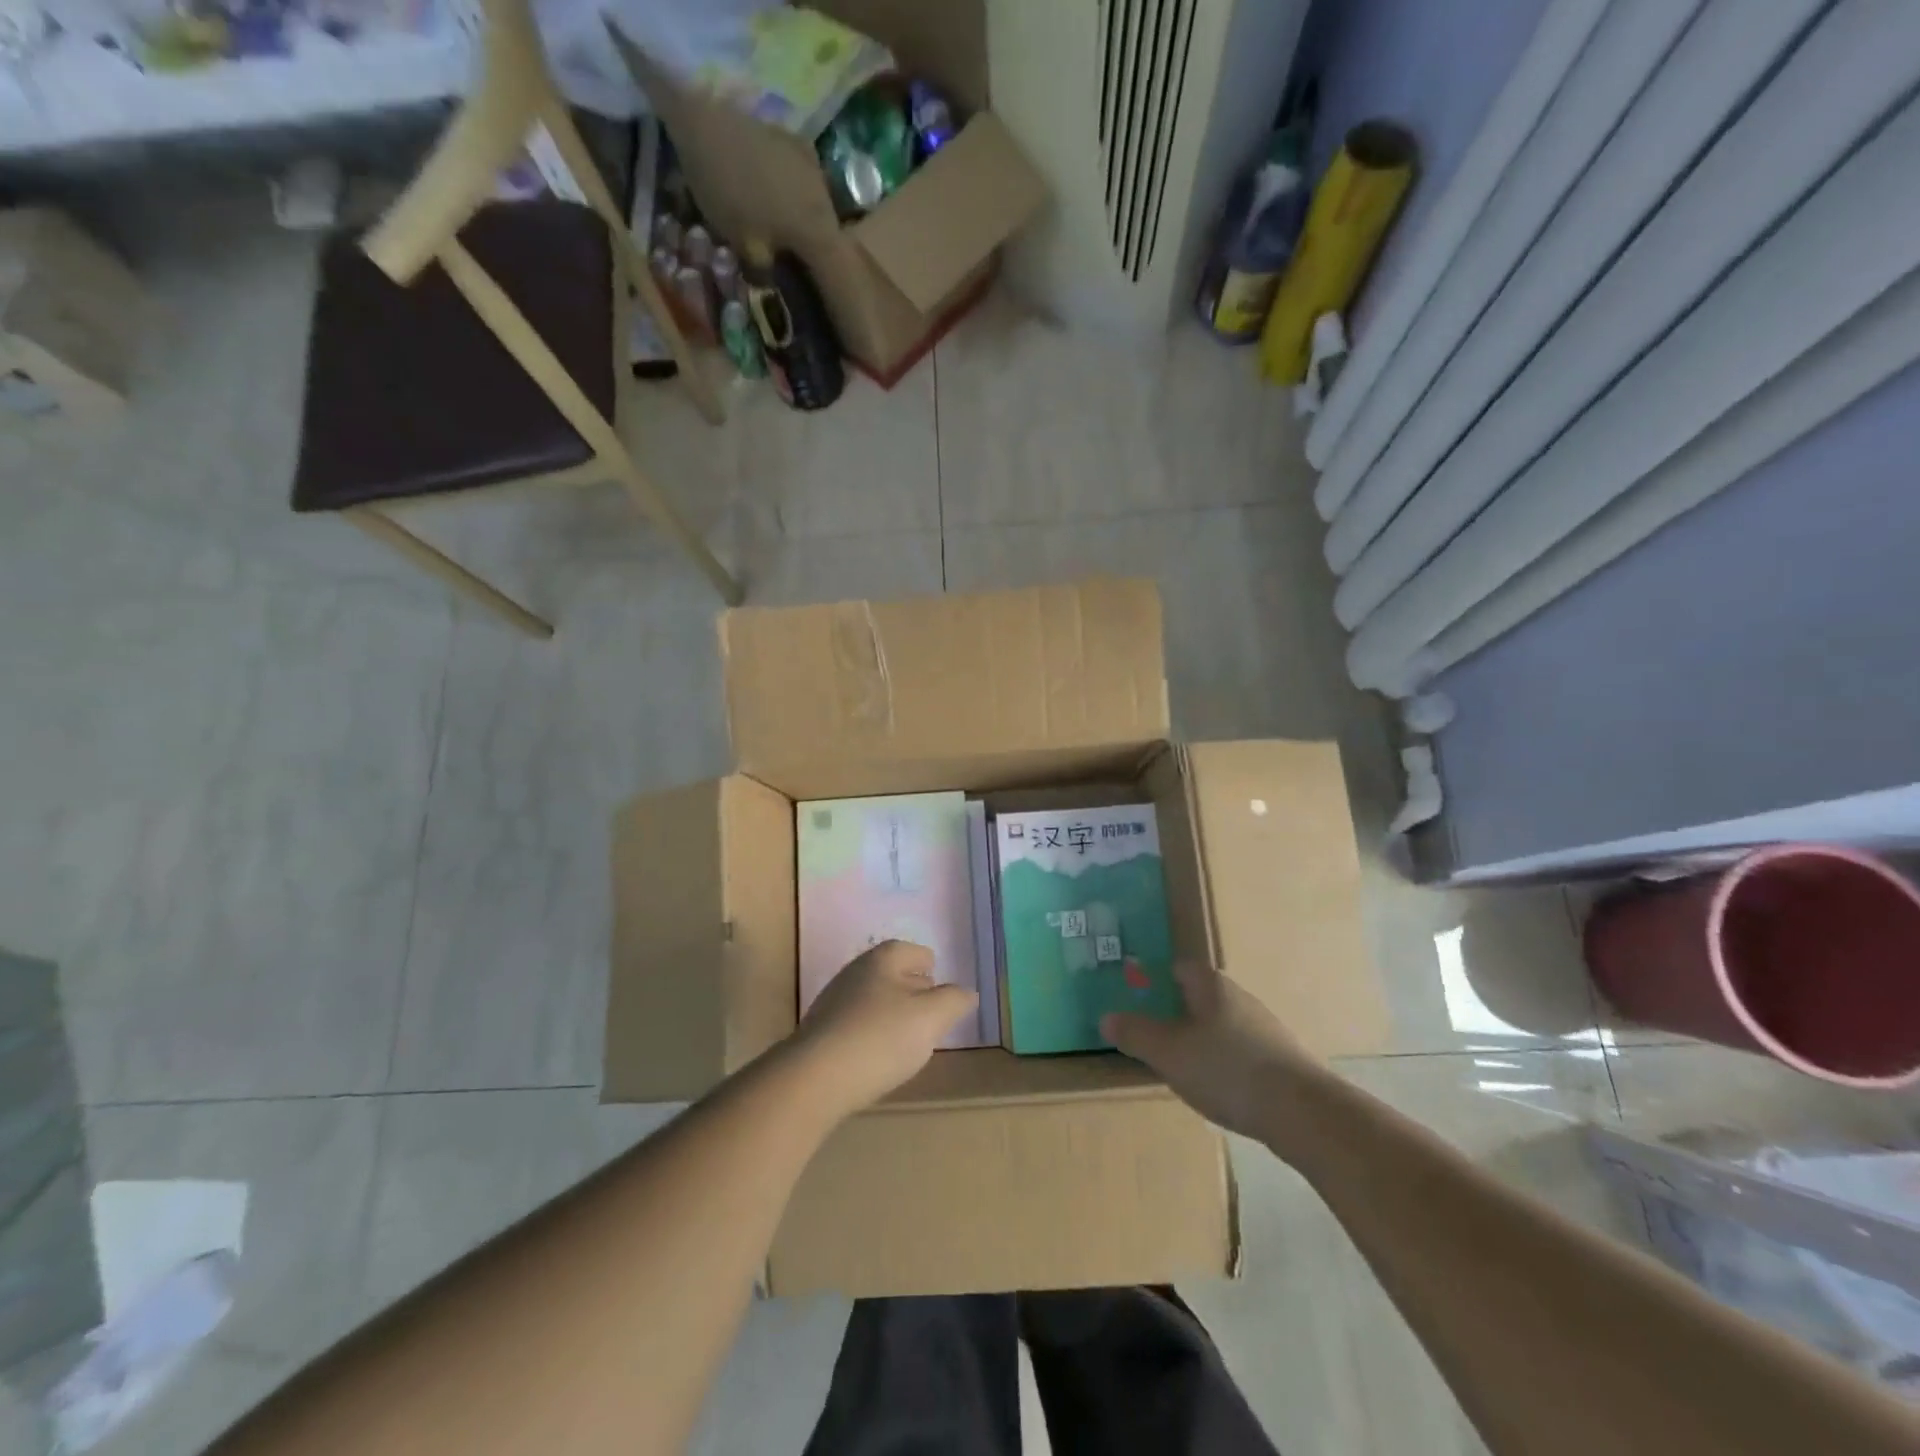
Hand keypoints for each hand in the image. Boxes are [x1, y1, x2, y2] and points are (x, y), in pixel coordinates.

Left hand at [789, 941, 977, 1120]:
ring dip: (891, 1016)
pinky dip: (871, 1035)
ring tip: (906, 1043)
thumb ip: (954, 1001)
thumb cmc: (880, 1038)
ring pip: (875, 999)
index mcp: (884, 958)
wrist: (814, 1078)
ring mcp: (834, 1000)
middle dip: (913, 993)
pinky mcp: (821, 1030)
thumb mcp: (931, 1018)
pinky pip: (856, 1024)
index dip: (932, 972)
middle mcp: (857, 970)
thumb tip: (966, 993)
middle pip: (894, 974)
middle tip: (930, 1020)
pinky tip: (876, 1059)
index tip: (942, 997)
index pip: (916, 953)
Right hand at [1101, 962, 1312, 1140]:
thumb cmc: (1226, 1070)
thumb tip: (1106, 1018)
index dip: (1156, 980)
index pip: (1179, 967)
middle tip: (1155, 1038)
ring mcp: (1265, 1028)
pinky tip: (1219, 1090)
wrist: (1303, 1113)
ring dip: (1202, 1041)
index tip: (1139, 1000)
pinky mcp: (1282, 1059)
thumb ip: (1135, 1034)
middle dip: (1178, 1014)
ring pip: (1222, 1026)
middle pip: (1200, 996)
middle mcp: (1240, 997)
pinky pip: (1242, 1052)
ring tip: (1183, 1069)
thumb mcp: (1168, 1053)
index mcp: (1211, 985)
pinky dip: (1226, 1064)